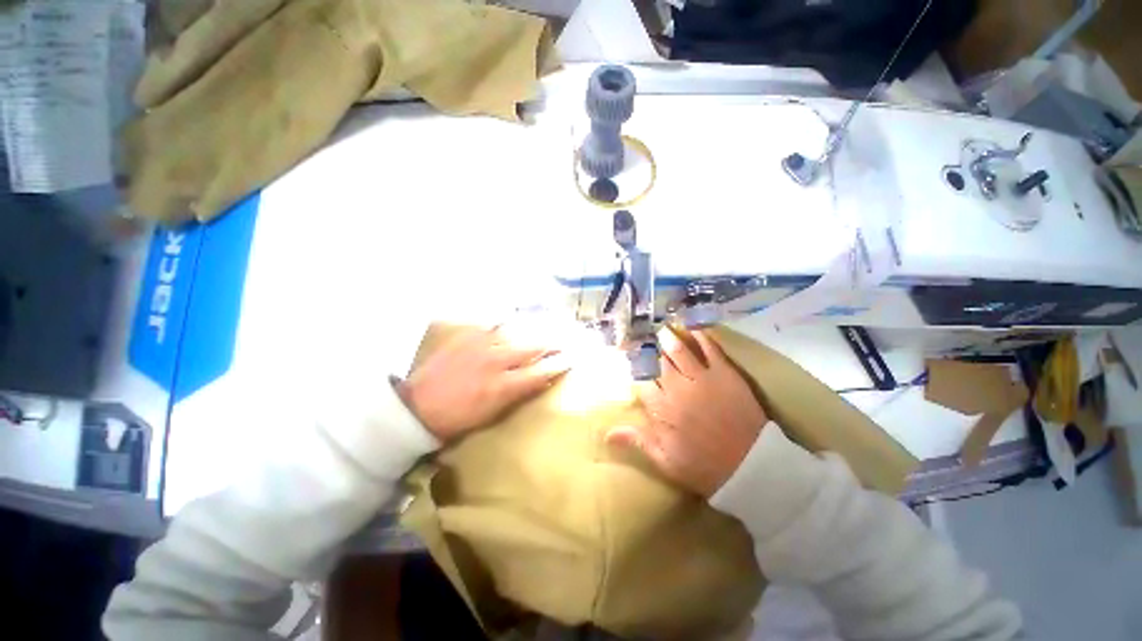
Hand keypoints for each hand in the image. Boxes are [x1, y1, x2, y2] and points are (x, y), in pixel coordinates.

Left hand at [397, 325, 569, 441]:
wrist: (418, 407)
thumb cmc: (458, 418)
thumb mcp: (493, 414)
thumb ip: (519, 393)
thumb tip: (541, 380)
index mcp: (502, 386)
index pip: (540, 372)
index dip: (559, 364)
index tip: (571, 359)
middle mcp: (496, 361)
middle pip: (533, 347)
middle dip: (552, 344)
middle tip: (564, 341)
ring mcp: (480, 345)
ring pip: (516, 332)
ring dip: (533, 332)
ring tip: (544, 328)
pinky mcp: (467, 336)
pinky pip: (493, 325)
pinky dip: (506, 324)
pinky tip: (512, 323)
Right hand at [607, 328, 766, 497]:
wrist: (753, 466)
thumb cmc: (706, 467)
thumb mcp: (666, 461)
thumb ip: (638, 441)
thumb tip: (606, 433)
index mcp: (662, 410)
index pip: (642, 383)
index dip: (637, 372)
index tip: (634, 365)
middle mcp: (677, 389)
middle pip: (658, 364)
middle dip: (651, 352)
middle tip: (647, 341)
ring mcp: (701, 378)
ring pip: (679, 352)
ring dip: (669, 339)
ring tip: (664, 330)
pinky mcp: (724, 373)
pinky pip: (710, 349)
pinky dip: (701, 336)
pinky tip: (694, 328)